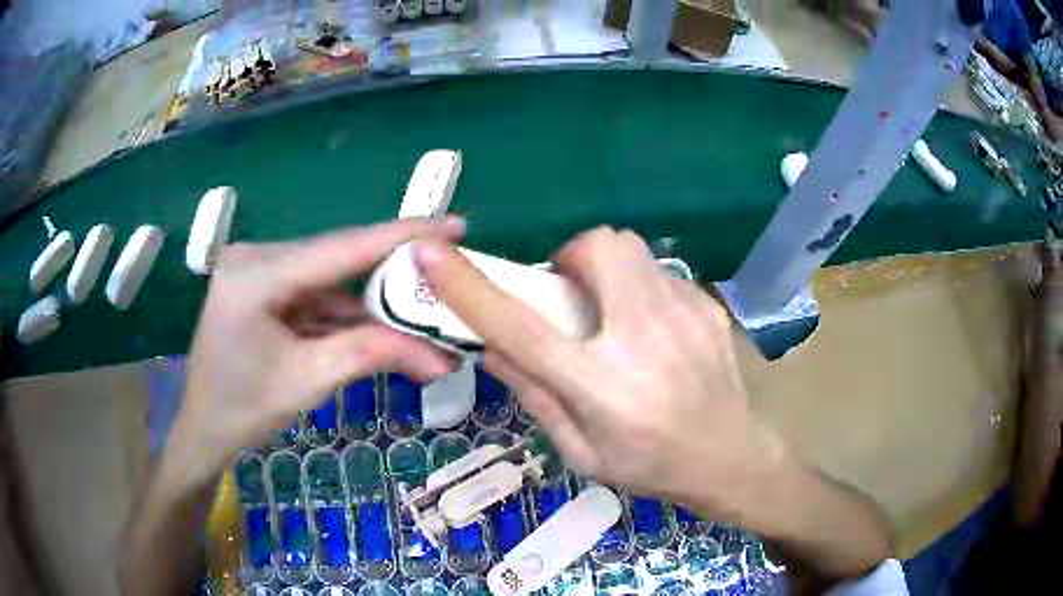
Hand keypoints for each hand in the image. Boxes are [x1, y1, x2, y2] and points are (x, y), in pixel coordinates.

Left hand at [168, 218, 463, 483]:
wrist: (204, 426)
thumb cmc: (245, 409)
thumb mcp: (309, 381)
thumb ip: (372, 354)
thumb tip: (440, 357)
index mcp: (255, 275)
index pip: (340, 248)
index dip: (400, 235)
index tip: (453, 224)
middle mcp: (255, 257)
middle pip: (337, 258)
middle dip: (391, 271)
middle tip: (445, 271)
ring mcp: (258, 268)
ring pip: (330, 277)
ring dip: (371, 298)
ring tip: (420, 310)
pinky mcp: (264, 284)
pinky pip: (316, 291)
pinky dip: (346, 310)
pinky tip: (378, 325)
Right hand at [413, 227, 785, 515]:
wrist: (731, 457)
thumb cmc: (649, 466)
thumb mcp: (580, 452)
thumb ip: (535, 395)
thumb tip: (493, 348)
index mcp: (602, 388)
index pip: (521, 329)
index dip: (470, 288)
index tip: (431, 254)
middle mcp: (644, 340)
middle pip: (597, 249)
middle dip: (570, 259)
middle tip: (569, 296)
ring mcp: (685, 316)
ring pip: (630, 248)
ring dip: (605, 269)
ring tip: (611, 311)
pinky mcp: (707, 307)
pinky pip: (659, 272)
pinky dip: (640, 288)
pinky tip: (651, 330)